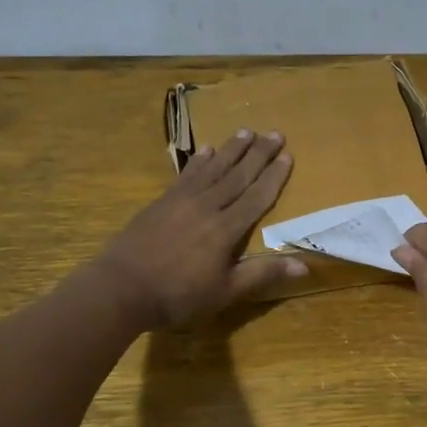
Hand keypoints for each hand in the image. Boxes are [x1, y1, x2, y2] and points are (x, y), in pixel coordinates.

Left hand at [92, 130, 305, 327]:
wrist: (122, 288)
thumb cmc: (178, 296)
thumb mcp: (225, 291)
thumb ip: (262, 273)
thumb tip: (305, 266)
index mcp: (226, 229)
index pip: (257, 197)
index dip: (274, 176)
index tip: (287, 155)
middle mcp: (207, 206)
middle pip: (238, 175)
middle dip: (258, 154)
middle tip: (275, 132)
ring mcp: (181, 201)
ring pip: (212, 169)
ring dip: (231, 149)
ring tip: (246, 131)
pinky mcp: (161, 202)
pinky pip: (186, 175)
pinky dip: (198, 161)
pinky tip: (206, 149)